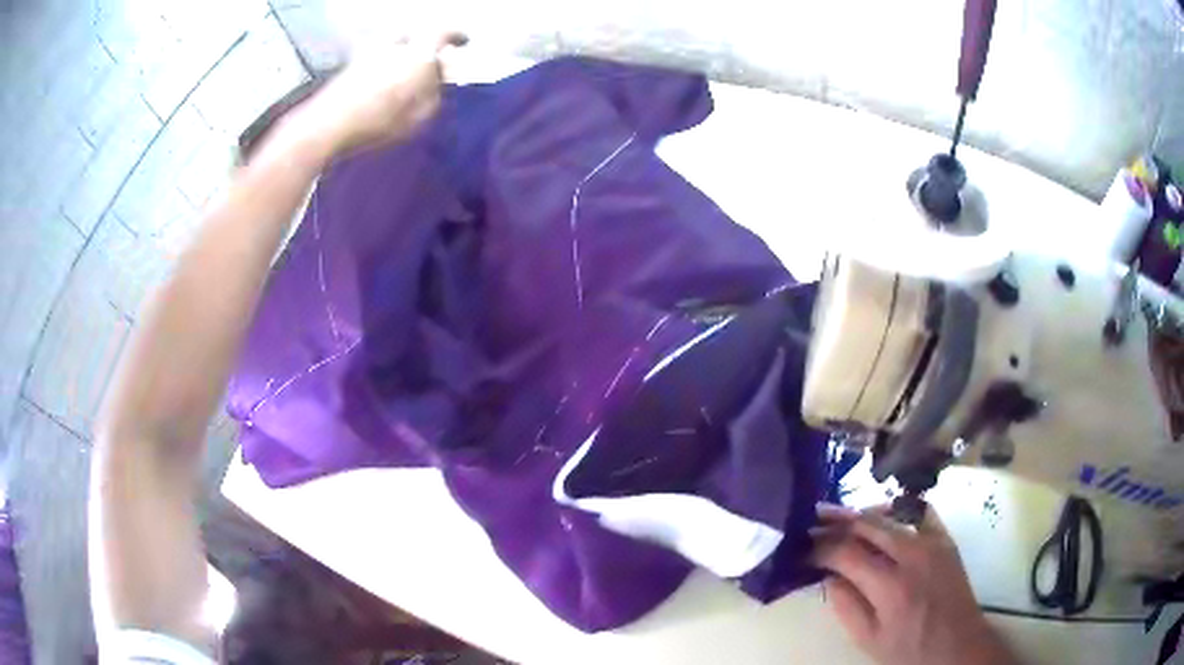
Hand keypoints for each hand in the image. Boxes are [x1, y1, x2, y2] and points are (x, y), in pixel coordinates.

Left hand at [292, 32, 466, 155]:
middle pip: (419, 35)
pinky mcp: (353, 63)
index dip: (456, 36)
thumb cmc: (379, 120)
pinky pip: (381, 54)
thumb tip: (437, 80)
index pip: (443, 33)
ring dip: (407, 52)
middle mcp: (396, 42)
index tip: (464, 41)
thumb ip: (434, 93)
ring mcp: (371, 50)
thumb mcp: (420, 115)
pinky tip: (389, 79)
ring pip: (397, 43)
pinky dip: (390, 61)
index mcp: (418, 51)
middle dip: (430, 44)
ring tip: (411, 70)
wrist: (328, 125)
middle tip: (435, 58)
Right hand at [811, 503, 1017, 664]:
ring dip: (862, 514)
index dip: (820, 547)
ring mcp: (932, 542)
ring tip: (840, 516)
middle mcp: (912, 556)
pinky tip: (883, 516)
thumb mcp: (869, 640)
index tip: (803, 548)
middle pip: (867, 525)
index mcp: (889, 587)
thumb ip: (846, 607)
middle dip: (837, 522)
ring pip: (891, 514)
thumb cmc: (909, 650)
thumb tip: (828, 576)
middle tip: (814, 521)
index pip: (846, 553)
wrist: (957, 645)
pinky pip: (920, 512)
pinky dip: (897, 510)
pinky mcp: (946, 539)